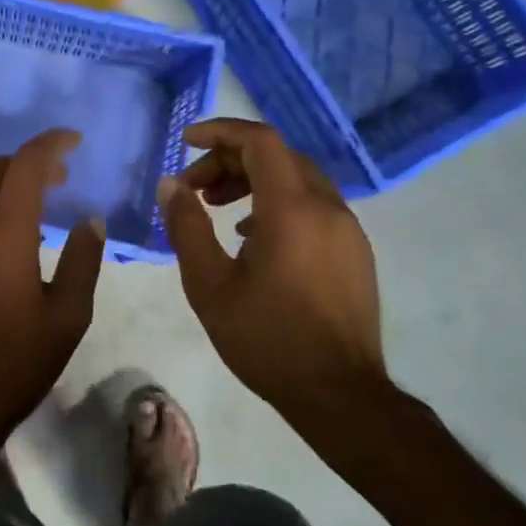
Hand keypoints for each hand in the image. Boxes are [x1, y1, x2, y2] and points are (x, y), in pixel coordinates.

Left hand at [0, 130, 105, 467]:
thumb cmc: (13, 365)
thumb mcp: (66, 317)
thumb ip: (82, 259)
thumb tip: (89, 220)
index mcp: (3, 231)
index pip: (26, 163)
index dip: (51, 143)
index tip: (73, 140)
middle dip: (25, 167)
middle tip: (56, 183)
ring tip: (24, 220)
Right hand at [159, 118, 391, 440]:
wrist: (339, 394)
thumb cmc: (266, 338)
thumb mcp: (209, 284)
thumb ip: (186, 227)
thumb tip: (171, 184)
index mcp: (292, 209)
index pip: (260, 141)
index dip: (220, 132)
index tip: (185, 142)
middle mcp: (327, 207)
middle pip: (278, 156)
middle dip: (230, 160)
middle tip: (193, 188)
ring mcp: (347, 229)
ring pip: (297, 179)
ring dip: (253, 180)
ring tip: (216, 207)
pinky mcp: (354, 250)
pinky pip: (313, 205)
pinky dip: (276, 202)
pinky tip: (250, 235)